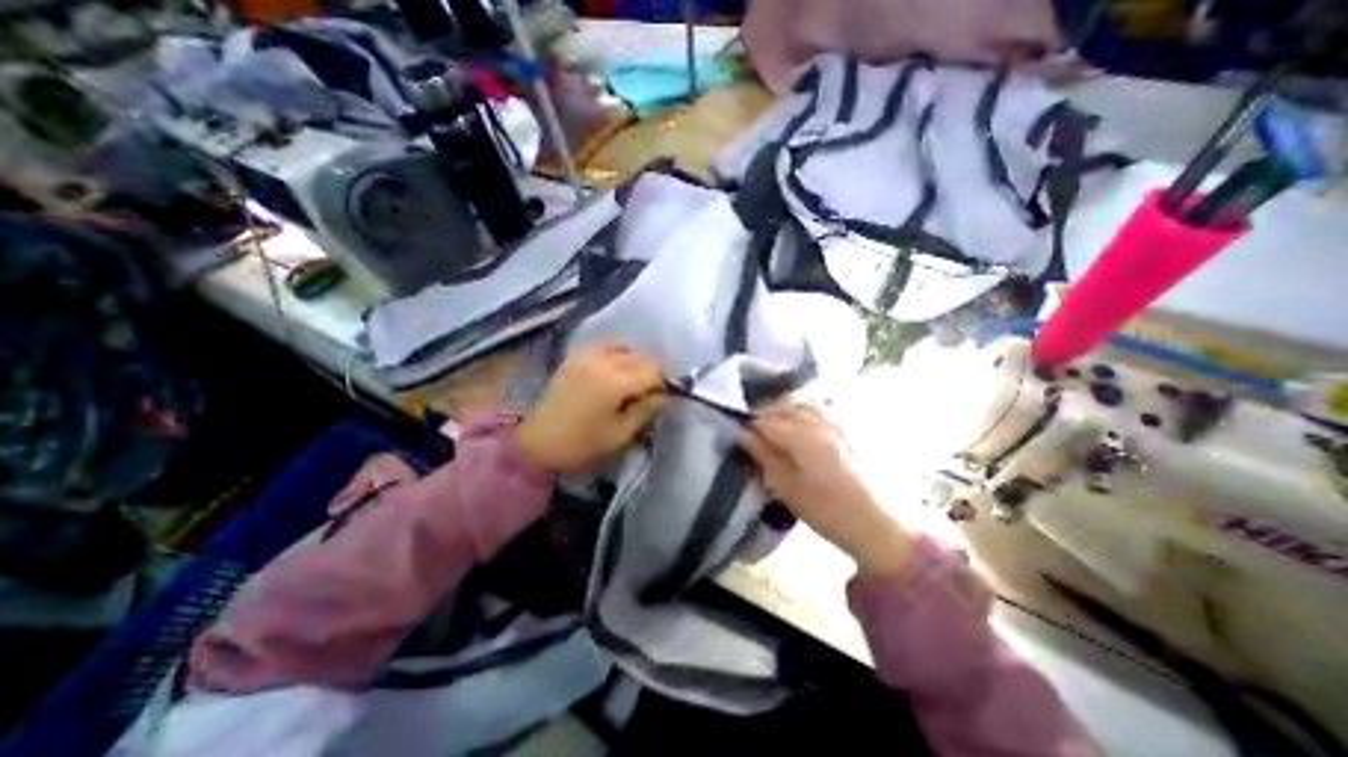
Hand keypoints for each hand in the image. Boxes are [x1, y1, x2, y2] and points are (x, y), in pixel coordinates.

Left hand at [518, 344, 660, 471]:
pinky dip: (618, 353)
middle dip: (652, 372)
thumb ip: (645, 410)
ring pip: (625, 348)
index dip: (664, 383)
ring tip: (636, 381)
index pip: (652, 372)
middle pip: (641, 358)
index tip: (665, 396)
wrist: (538, 441)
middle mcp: (602, 361)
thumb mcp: (620, 434)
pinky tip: (618, 369)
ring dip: (637, 362)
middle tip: (653, 392)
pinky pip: (606, 346)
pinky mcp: (576, 356)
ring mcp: (587, 355)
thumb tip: (664, 395)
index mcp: (614, 383)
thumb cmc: (582, 444)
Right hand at [737, 405, 915, 577]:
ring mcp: (833, 424)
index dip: (747, 425)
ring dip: (783, 413)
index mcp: (799, 435)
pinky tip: (800, 432)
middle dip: (763, 416)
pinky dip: (802, 415)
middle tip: (753, 435)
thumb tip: (740, 432)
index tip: (738, 435)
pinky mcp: (845, 432)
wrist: (874, 523)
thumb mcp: (785, 485)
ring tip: (775, 431)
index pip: (763, 419)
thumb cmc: (824, 509)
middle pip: (782, 407)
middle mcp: (816, 422)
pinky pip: (818, 412)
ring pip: (800, 406)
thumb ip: (762, 454)